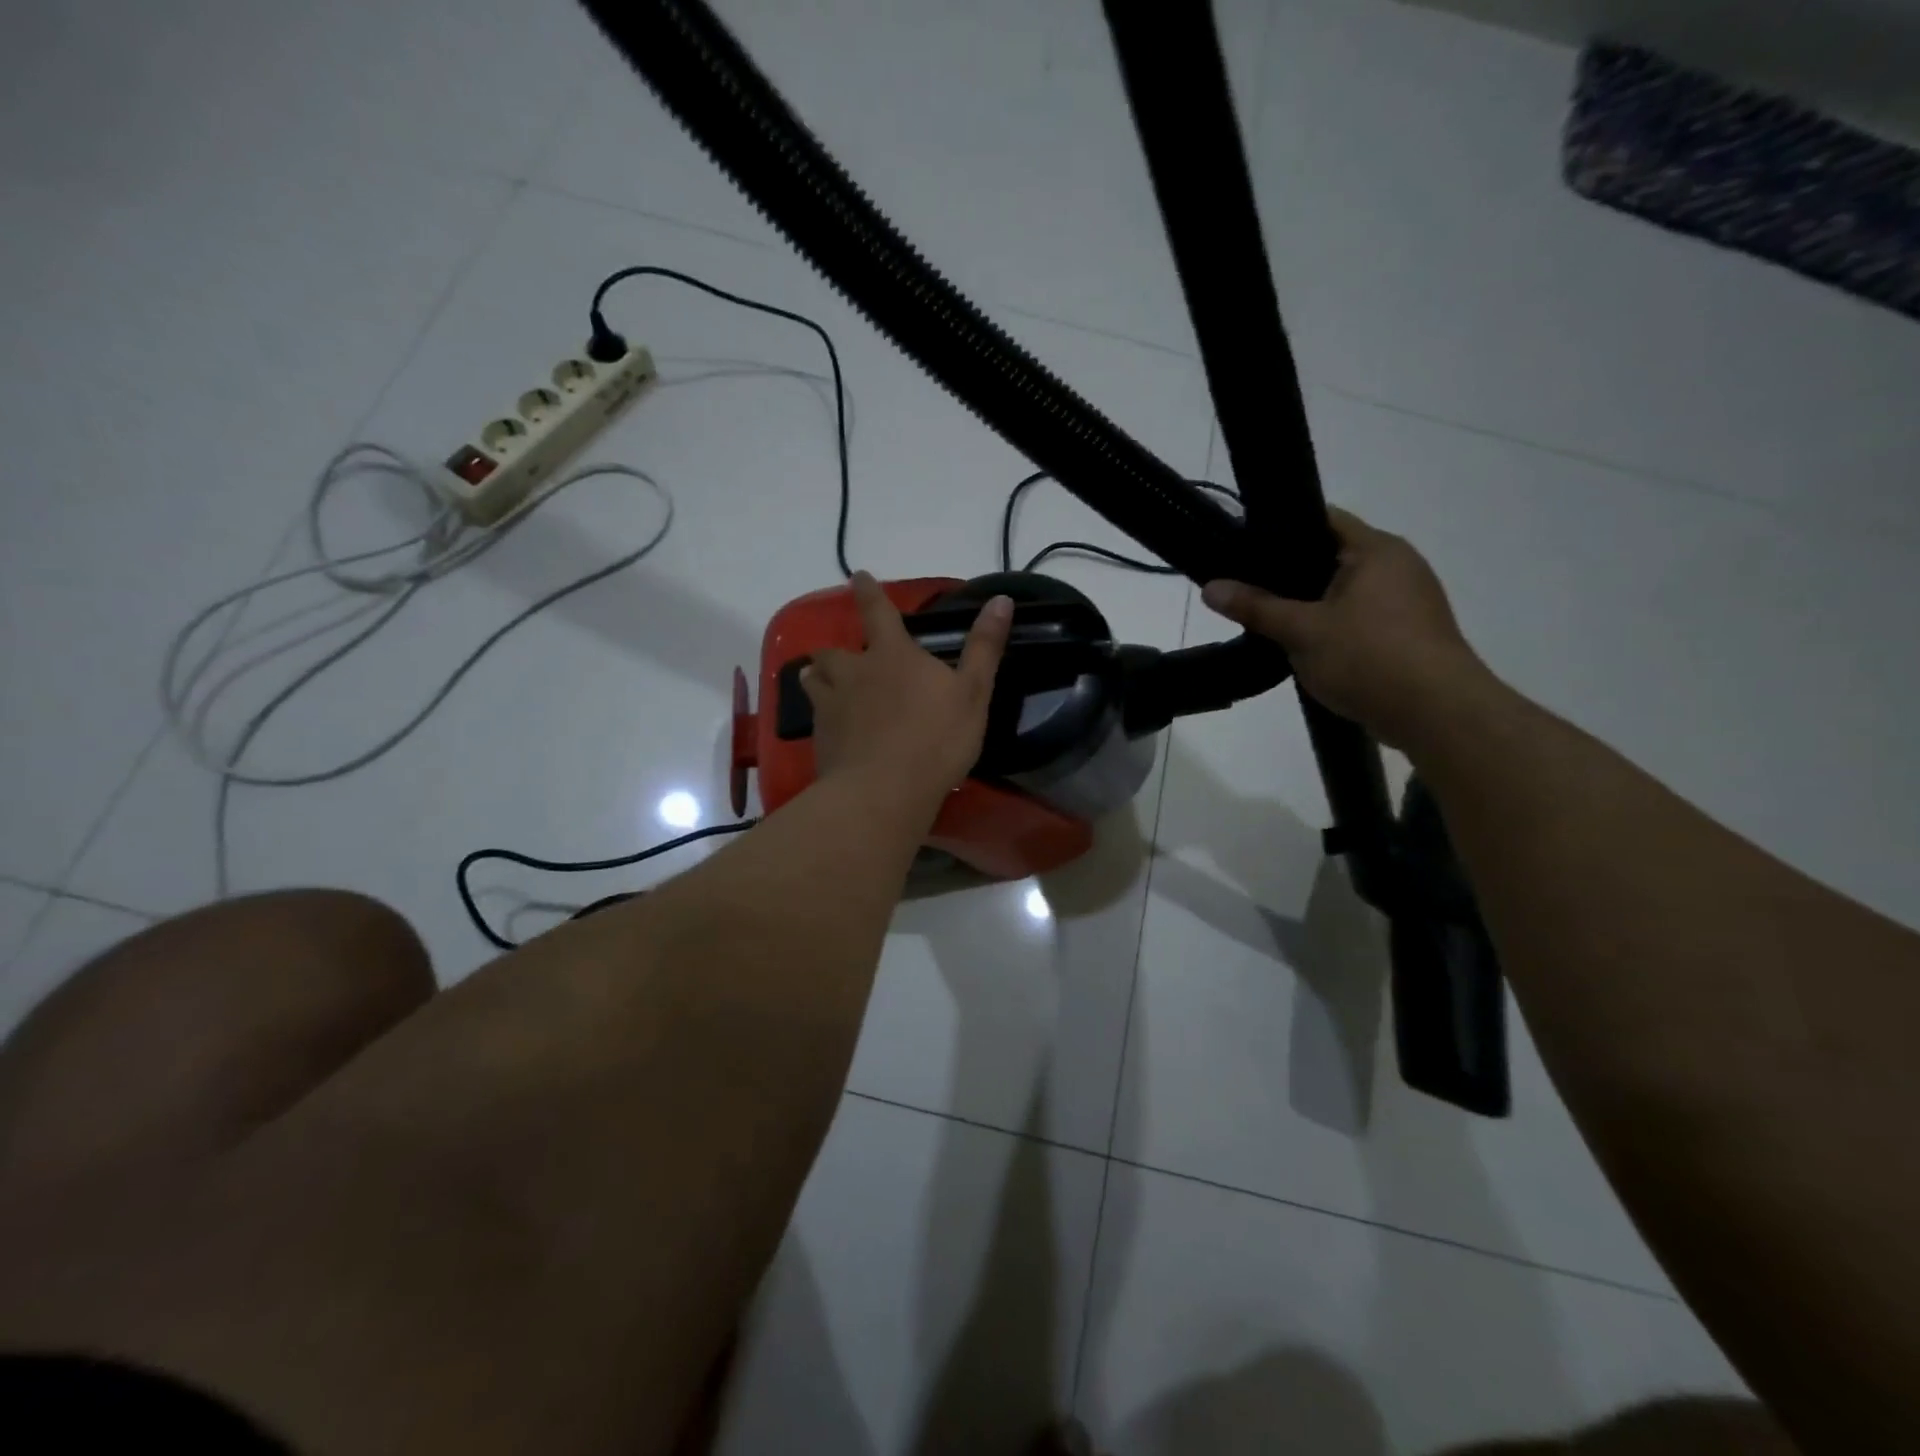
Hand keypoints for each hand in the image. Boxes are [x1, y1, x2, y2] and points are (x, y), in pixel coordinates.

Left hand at [801, 572, 1013, 808]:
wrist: (884, 791)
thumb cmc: (936, 739)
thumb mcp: (973, 693)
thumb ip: (984, 647)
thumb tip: (1001, 598)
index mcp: (892, 655)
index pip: (877, 611)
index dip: (868, 591)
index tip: (857, 576)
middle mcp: (855, 673)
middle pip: (833, 652)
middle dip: (835, 651)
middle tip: (840, 658)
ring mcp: (832, 706)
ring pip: (813, 680)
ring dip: (817, 677)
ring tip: (820, 682)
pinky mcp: (821, 739)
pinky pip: (815, 718)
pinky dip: (821, 716)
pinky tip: (831, 729)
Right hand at [1201, 508, 1493, 749]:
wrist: (1437, 714)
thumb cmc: (1369, 657)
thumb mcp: (1301, 631)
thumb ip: (1255, 607)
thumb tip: (1209, 587)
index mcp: (1377, 549)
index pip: (1322, 519)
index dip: (1280, 529)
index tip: (1242, 546)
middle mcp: (1399, 565)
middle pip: (1331, 556)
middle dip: (1289, 573)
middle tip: (1247, 587)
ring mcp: (1409, 601)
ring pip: (1344, 591)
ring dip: (1311, 605)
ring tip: (1269, 619)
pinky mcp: (1409, 634)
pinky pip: (1360, 618)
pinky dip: (1332, 627)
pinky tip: (1305, 647)